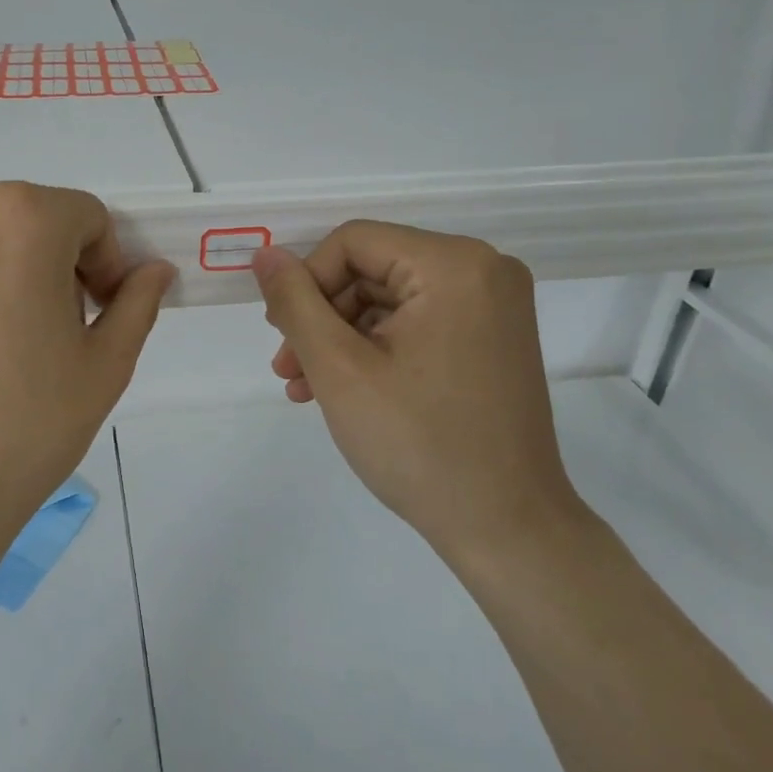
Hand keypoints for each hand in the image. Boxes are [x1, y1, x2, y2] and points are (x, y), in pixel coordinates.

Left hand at [0, 182, 174, 583]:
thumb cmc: (21, 432)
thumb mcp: (104, 369)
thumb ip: (137, 303)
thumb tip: (154, 270)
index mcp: (21, 218)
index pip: (83, 216)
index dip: (101, 263)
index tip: (92, 312)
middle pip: (16, 216)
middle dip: (40, 260)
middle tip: (37, 329)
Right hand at [252, 224, 583, 561]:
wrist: (506, 529)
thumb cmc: (418, 444)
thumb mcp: (339, 368)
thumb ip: (294, 303)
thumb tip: (265, 254)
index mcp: (454, 265)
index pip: (353, 242)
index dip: (306, 282)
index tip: (282, 335)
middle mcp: (484, 270)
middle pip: (371, 269)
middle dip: (321, 317)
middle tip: (287, 368)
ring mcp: (493, 307)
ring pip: (388, 299)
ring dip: (340, 338)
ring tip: (304, 387)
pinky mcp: (491, 339)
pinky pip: (416, 324)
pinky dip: (375, 350)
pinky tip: (341, 390)